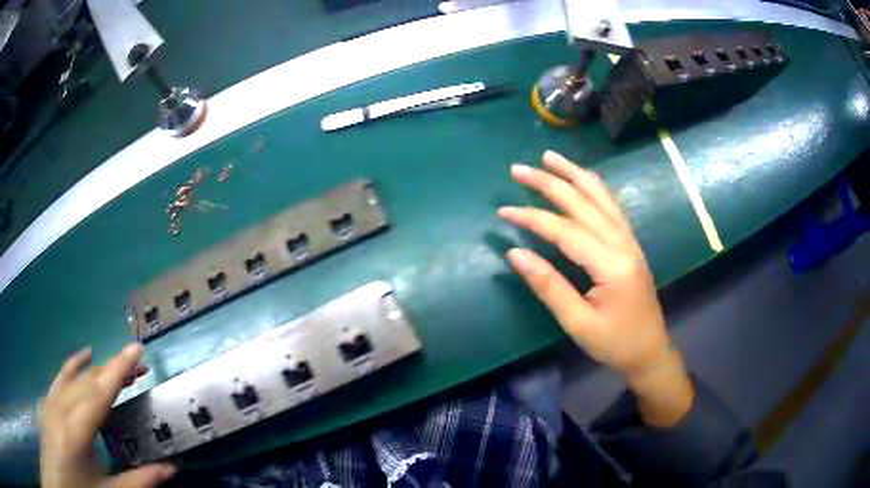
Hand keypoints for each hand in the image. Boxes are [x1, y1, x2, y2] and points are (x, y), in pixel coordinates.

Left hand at [40, 344, 175, 487]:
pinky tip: (86, 354)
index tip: (137, 349)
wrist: (61, 476)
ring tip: (120, 368)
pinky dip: (75, 363)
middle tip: (140, 368)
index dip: (119, 369)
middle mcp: (62, 407)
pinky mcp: (49, 398)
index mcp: (76, 431)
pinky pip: (62, 375)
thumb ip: (138, 481)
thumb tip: (170, 469)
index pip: (99, 393)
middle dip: (115, 369)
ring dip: (101, 368)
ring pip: (77, 375)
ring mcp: (53, 399)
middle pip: (89, 380)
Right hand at [499, 150, 692, 426]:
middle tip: (518, 169)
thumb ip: (548, 286)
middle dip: (549, 183)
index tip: (503, 212)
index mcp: (611, 264)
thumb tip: (515, 255)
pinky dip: (594, 186)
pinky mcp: (630, 243)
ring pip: (600, 196)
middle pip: (583, 203)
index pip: (565, 230)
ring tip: (550, 157)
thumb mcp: (578, 323)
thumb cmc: (614, 343)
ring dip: (574, 174)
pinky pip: (611, 205)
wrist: (650, 350)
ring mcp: (629, 240)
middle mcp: (623, 243)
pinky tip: (583, 178)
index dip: (532, 218)